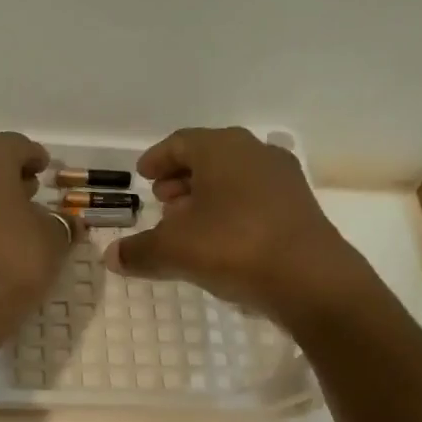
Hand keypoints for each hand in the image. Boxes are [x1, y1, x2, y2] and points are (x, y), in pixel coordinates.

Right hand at [108, 126, 368, 324]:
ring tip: (186, 223)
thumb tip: (110, 257)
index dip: (158, 158)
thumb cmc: (234, 248)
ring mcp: (283, 180)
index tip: (143, 174)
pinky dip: (230, 211)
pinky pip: (254, 200)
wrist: (310, 279)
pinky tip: (220, 240)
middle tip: (162, 199)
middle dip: (182, 178)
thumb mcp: (174, 250)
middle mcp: (255, 153)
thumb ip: (139, 251)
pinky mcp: (299, 208)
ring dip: (207, 196)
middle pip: (210, 158)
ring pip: (234, 179)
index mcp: (222, 148)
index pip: (181, 142)